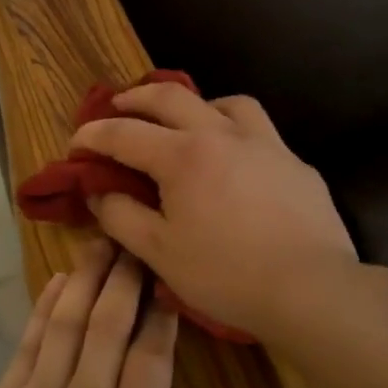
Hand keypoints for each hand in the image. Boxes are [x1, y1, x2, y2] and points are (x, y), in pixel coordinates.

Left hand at [0, 241, 237, 387]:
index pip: (150, 364)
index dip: (162, 318)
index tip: (170, 282)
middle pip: (108, 329)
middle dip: (125, 281)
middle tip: (136, 243)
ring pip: (67, 325)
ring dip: (86, 280)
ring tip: (101, 244)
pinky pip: (28, 342)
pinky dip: (45, 307)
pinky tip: (58, 282)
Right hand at [71, 82, 357, 337]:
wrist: (312, 290)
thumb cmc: (226, 274)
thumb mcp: (159, 253)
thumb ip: (121, 217)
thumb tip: (100, 192)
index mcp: (182, 156)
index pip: (124, 133)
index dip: (93, 135)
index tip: (76, 142)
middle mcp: (222, 135)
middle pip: (171, 97)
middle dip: (136, 98)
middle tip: (118, 105)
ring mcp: (265, 145)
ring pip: (225, 103)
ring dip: (195, 105)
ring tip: (185, 123)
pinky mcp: (295, 164)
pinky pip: (259, 132)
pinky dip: (235, 133)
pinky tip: (236, 162)